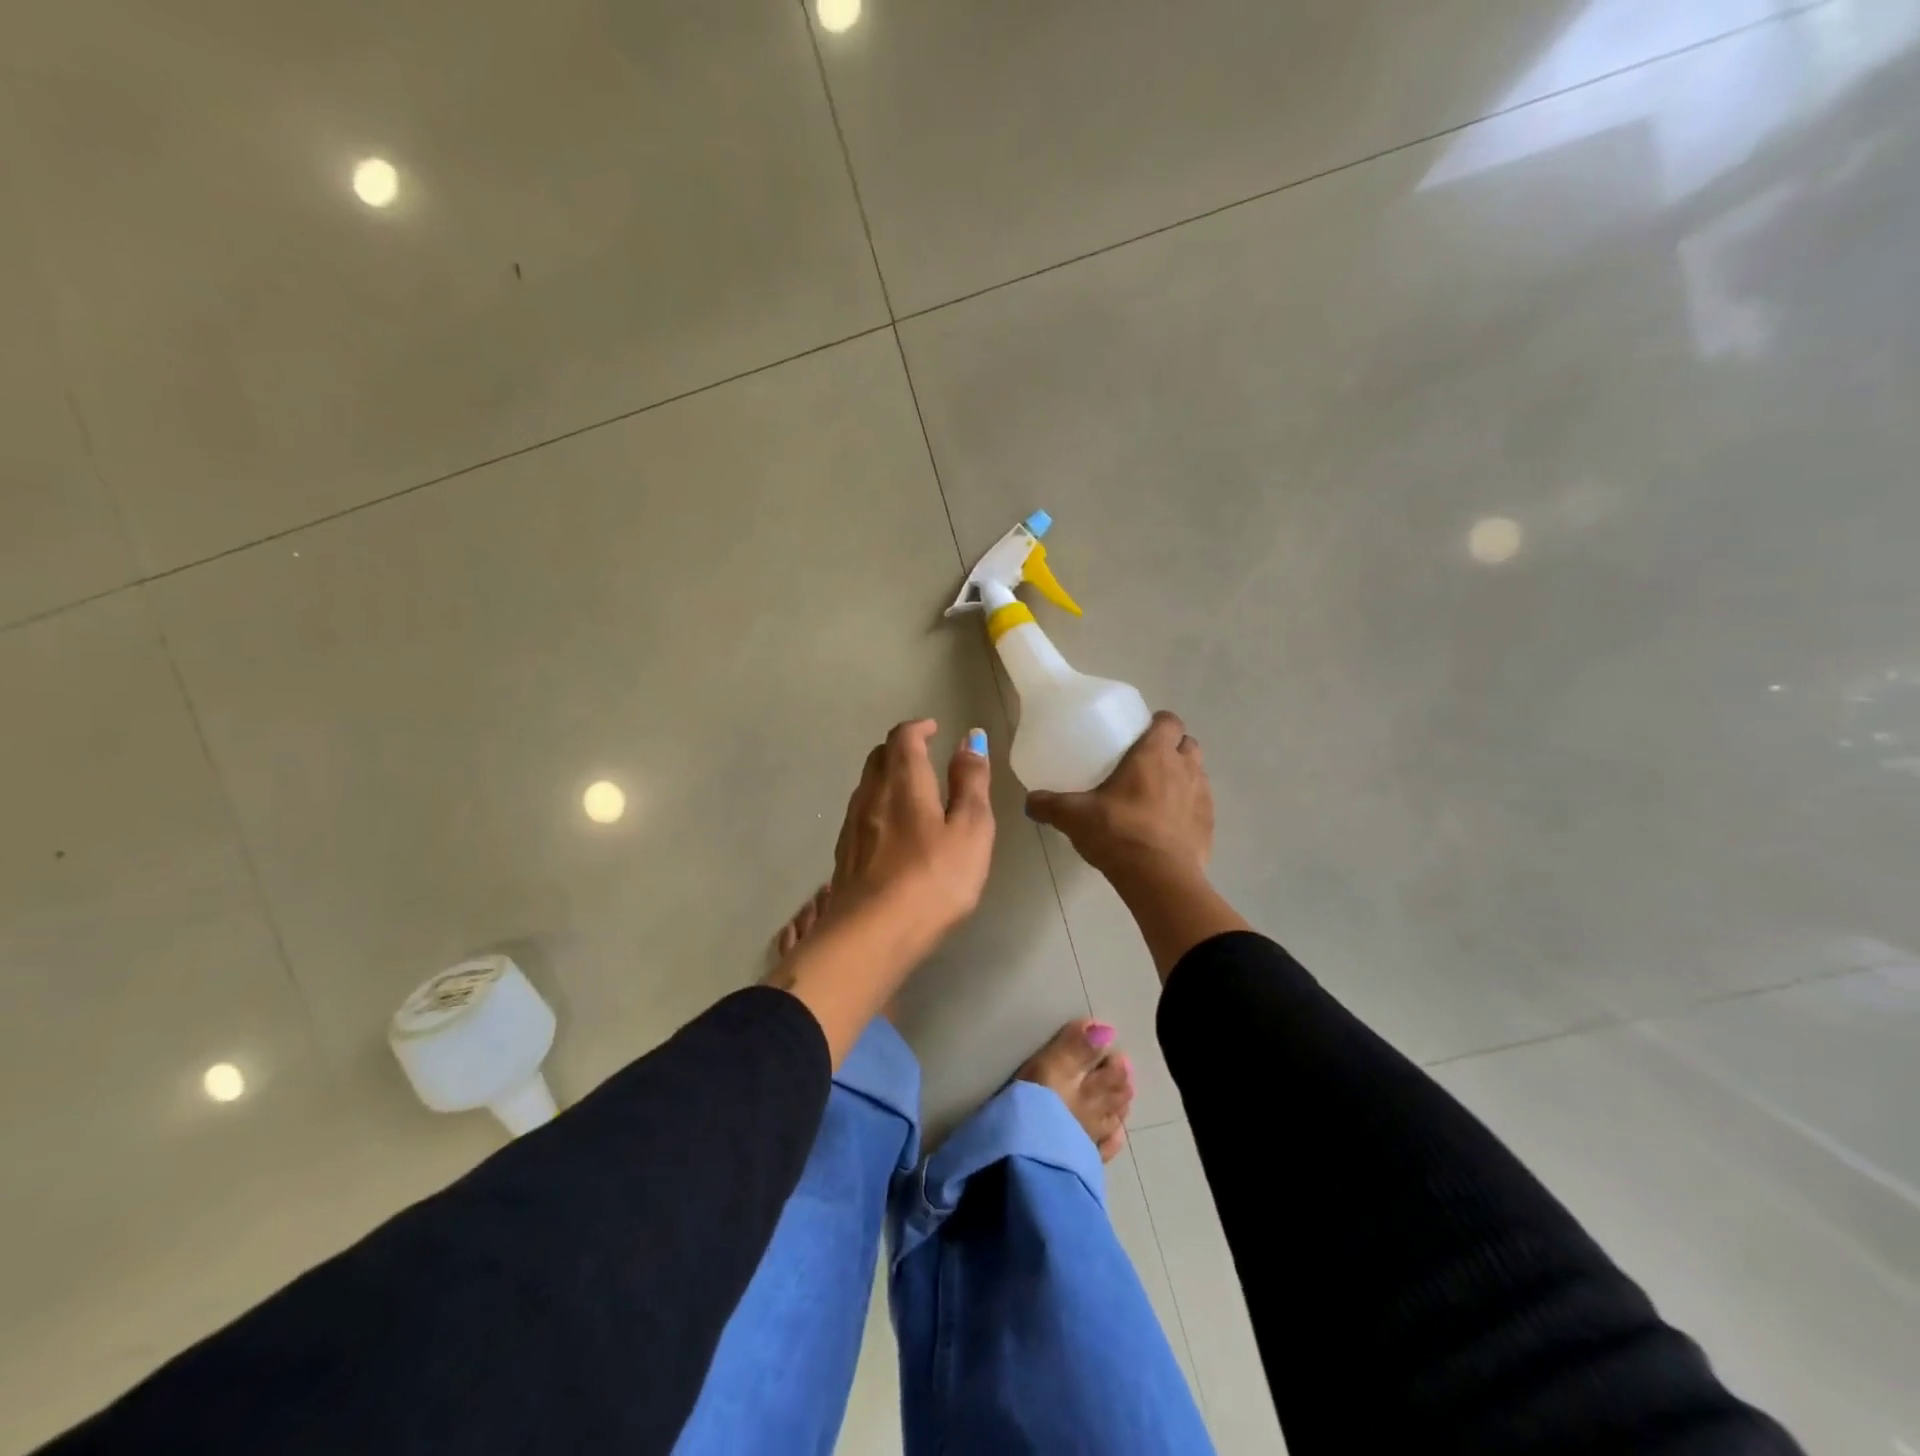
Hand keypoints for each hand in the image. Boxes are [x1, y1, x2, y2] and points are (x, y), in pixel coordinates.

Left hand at [829, 719, 994, 945]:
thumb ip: (971, 783)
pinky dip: (878, 806)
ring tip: (912, 790)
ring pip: (867, 785)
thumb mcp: (970, 830)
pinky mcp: (844, 855)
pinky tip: (892, 830)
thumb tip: (970, 739)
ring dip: (888, 776)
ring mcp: (853, 826)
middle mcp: (871, 795)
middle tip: (924, 755)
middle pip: (879, 756)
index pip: (903, 737)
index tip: (934, 729)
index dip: (918, 727)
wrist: (872, 936)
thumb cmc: (934, 880)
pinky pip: (861, 814)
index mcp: (903, 782)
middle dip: (901, 748)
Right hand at [1026, 711, 1212, 885]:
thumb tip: (1029, 801)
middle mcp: (1184, 768)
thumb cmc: (1118, 833)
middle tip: (1147, 763)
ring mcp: (1202, 797)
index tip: (1141, 733)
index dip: (1158, 723)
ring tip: (1159, 794)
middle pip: (1188, 744)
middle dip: (1173, 748)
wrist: (1159, 878)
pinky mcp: (1209, 825)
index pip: (1169, 721)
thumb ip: (1049, 805)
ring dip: (1183, 776)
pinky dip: (1188, 808)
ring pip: (1198, 773)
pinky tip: (1169, 824)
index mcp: (1155, 754)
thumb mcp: (1074, 817)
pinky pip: (1201, 806)